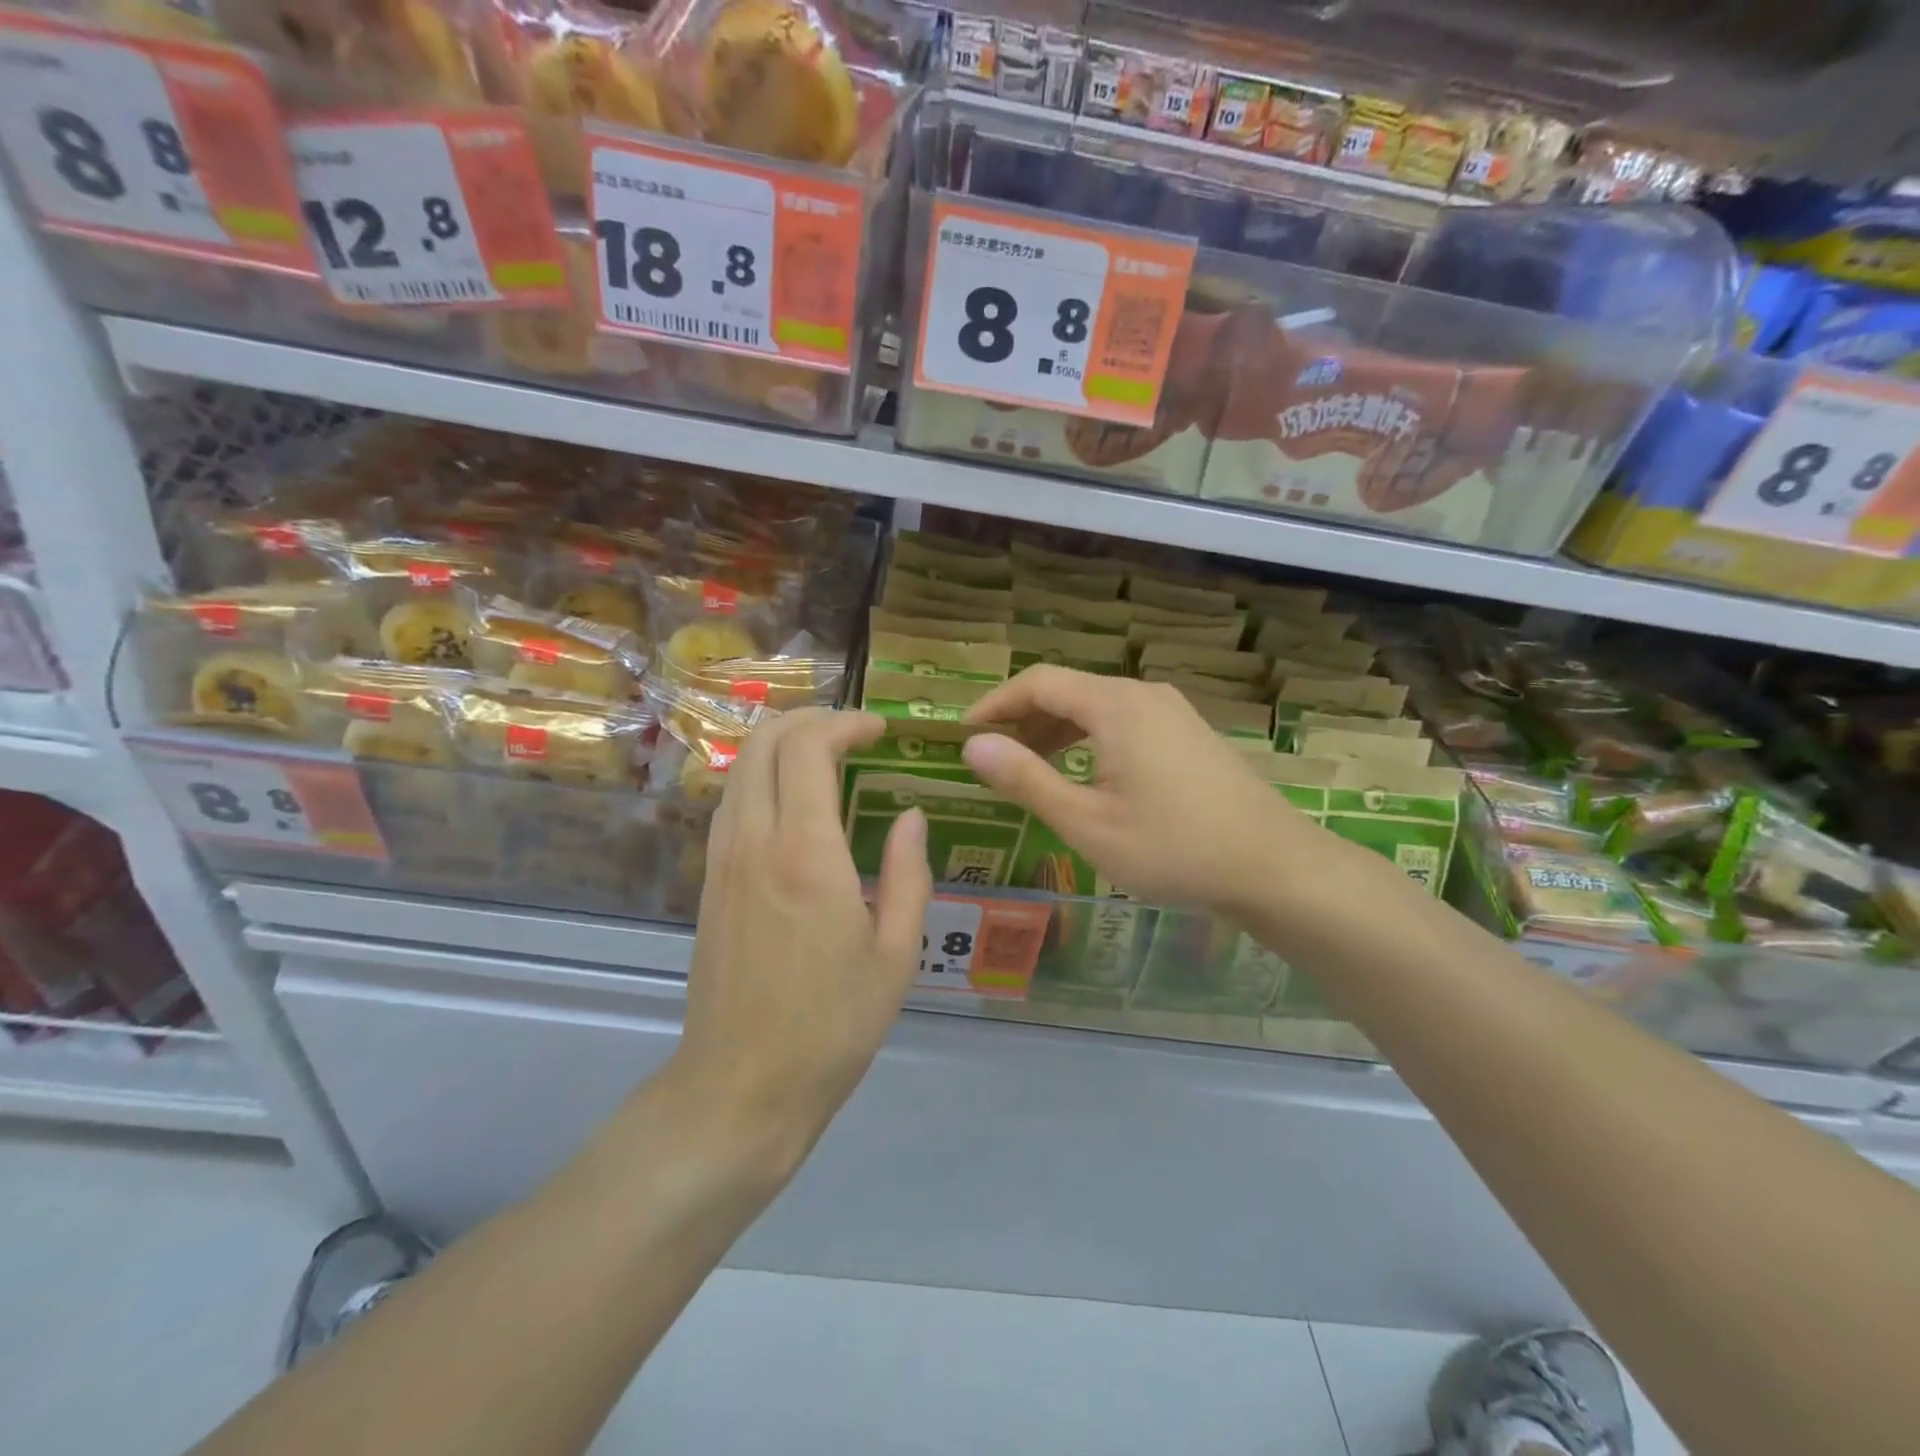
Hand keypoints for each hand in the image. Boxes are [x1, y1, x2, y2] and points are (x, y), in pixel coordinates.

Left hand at [674, 708, 931, 1173]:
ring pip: (742, 766)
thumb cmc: (832, 1024)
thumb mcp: (896, 954)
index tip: (880, 731)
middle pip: (766, 741)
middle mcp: (754, 840)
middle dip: (811, 718)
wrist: (741, 1086)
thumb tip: (912, 815)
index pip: (809, 747)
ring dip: (784, 744)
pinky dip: (763, 776)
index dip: (846, 723)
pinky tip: (794, 802)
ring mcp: (723, 858)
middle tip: (854, 732)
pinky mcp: (709, 880)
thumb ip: (909, 874)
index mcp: (805, 853)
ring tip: (828, 757)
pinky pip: (732, 801)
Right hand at [961, 667, 1318, 915]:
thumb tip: (973, 745)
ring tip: (1027, 766)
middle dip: (1022, 718)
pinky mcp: (1189, 734)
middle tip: (989, 755)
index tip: (963, 732)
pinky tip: (1082, 773)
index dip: (995, 702)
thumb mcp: (1087, 822)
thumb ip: (1026, 779)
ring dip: (1055, 730)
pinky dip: (1089, 739)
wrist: (1275, 867)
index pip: (1038, 682)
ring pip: (1097, 707)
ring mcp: (1172, 712)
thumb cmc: (1173, 848)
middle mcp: (1144, 695)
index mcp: (1116, 705)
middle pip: (1068, 690)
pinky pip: (1124, 722)